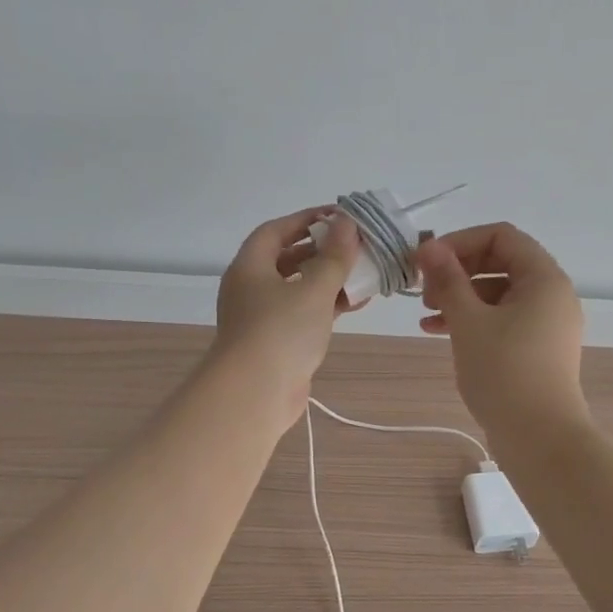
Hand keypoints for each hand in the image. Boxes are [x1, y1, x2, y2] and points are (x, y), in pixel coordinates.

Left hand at [210, 208, 361, 417]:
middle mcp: (251, 288)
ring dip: (328, 280)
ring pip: (298, 289)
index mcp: (250, 266)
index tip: (338, 217)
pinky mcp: (276, 343)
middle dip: (322, 251)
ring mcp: (262, 318)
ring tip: (363, 274)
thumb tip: (347, 223)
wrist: (255, 394)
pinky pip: (303, 314)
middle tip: (355, 246)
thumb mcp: (314, 289)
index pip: (276, 230)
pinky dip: (326, 306)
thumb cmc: (281, 331)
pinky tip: (355, 304)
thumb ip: (334, 256)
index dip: (306, 219)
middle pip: (287, 259)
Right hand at [414, 223, 587, 440]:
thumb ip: (448, 279)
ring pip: (499, 293)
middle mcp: (552, 294)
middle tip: (425, 290)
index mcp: (544, 278)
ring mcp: (547, 323)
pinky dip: (474, 320)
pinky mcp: (538, 348)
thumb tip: (428, 247)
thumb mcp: (469, 321)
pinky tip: (438, 332)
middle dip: (458, 270)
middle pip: (500, 262)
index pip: (501, 236)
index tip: (428, 261)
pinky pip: (504, 319)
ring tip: (427, 313)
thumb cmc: (504, 372)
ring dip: (461, 296)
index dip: (461, 241)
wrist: (539, 438)